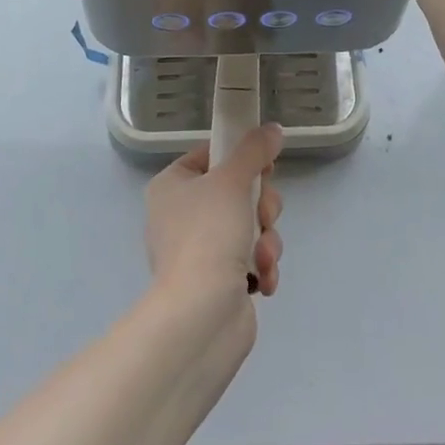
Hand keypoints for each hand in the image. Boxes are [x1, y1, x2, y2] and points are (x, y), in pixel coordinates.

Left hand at [145, 125, 285, 302]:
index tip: (264, 166)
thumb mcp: (233, 180)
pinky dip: (261, 267)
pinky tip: (261, 279)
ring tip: (262, 256)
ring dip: (266, 239)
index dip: (241, 159)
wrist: (201, 314)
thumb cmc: (208, 234)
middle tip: (263, 216)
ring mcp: (198, 251)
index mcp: (171, 186)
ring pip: (250, 226)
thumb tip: (272, 129)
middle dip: (261, 207)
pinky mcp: (217, 282)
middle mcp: (180, 216)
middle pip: (237, 192)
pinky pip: (250, 259)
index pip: (210, 156)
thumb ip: (254, 151)